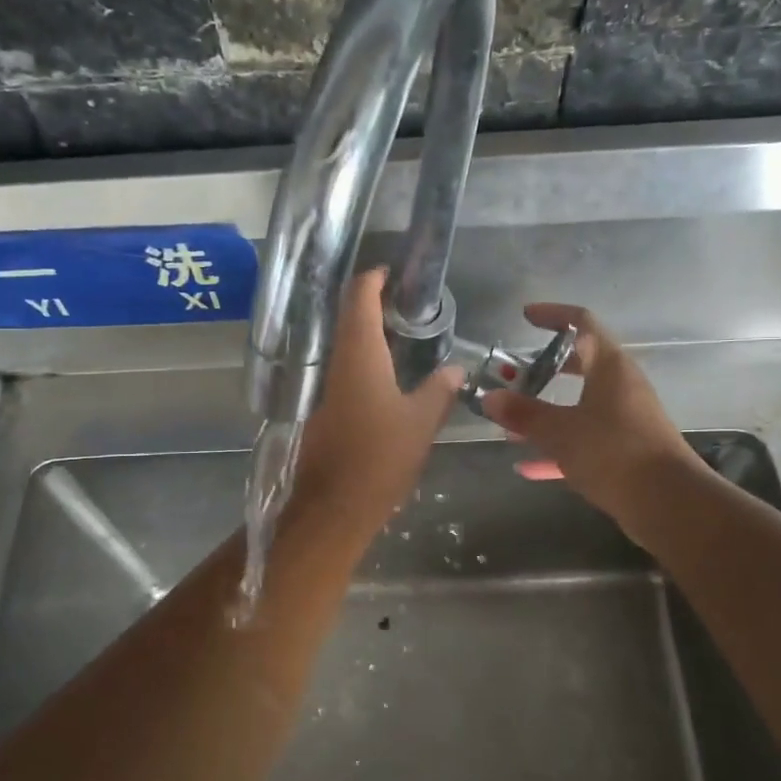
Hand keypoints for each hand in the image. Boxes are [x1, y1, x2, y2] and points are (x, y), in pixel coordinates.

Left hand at [291, 269, 463, 539]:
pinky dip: (365, 362)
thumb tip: (456, 369)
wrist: (333, 508)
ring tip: (404, 335)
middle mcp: (337, 365)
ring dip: (370, 335)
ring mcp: (326, 389)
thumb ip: (439, 391)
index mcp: (359, 356)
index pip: (359, 299)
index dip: (373, 279)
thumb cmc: (379, 458)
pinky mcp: (324, 411)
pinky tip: (387, 376)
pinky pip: (346, 372)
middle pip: (349, 320)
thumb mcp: (421, 422)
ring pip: (347, 348)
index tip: (393, 271)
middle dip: (374, 305)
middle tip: (408, 304)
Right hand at [479, 304, 703, 526]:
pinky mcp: (625, 450)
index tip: (526, 315)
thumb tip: (490, 398)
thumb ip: (524, 414)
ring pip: (580, 405)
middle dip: (544, 368)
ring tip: (510, 424)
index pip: (582, 323)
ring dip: (547, 411)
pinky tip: (527, 467)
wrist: (667, 503)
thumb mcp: (560, 431)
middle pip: (581, 364)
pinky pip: (585, 440)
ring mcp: (625, 419)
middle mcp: (621, 386)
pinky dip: (558, 448)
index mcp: (610, 366)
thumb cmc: (613, 452)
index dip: (553, 315)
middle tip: (513, 374)